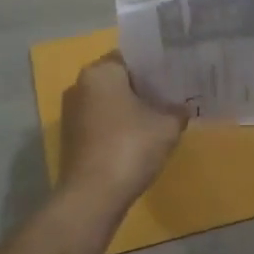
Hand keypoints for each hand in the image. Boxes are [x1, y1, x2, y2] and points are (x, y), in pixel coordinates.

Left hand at [59, 53, 188, 209]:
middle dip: (144, 87)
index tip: (176, 73)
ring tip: (160, 116)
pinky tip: (141, 138)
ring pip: (110, 102)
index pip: (132, 57)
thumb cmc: (130, 147)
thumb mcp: (167, 125)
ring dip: (131, 108)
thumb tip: (181, 107)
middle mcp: (80, 85)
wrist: (93, 196)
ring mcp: (72, 113)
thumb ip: (177, 109)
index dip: (155, 65)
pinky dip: (119, 126)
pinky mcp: (72, 138)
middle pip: (119, 79)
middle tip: (173, 93)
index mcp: (101, 72)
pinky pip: (102, 122)